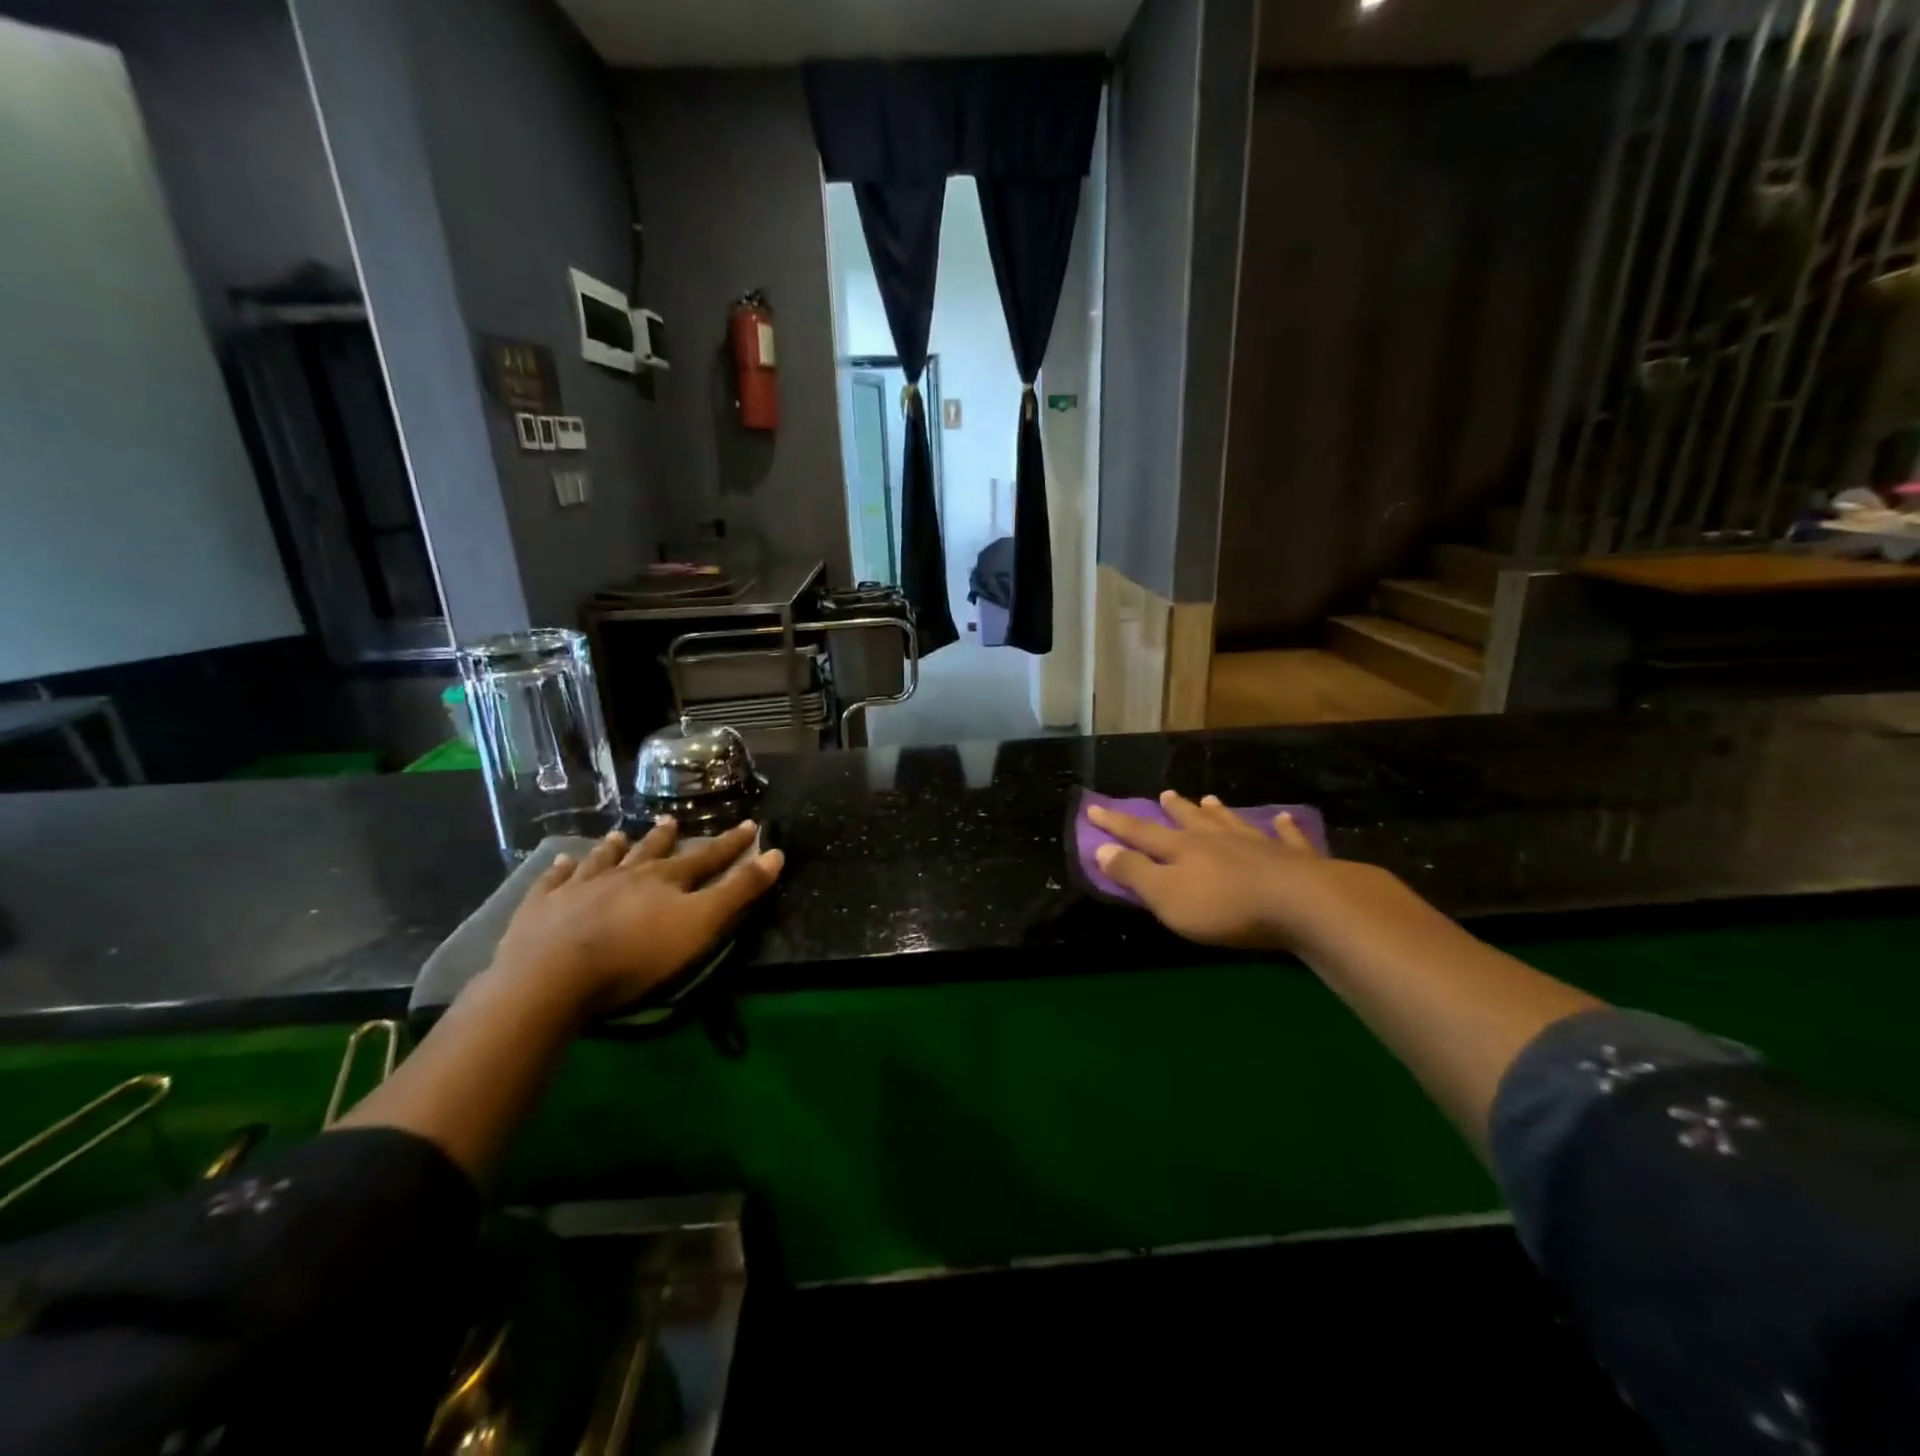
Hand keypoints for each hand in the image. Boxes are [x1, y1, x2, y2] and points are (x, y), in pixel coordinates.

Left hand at [493, 819, 782, 1017]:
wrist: (552, 975)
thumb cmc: (637, 954)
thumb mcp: (701, 924)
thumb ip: (738, 890)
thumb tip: (775, 854)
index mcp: (665, 880)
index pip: (706, 857)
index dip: (731, 843)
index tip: (750, 824)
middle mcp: (624, 875)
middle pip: (650, 852)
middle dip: (664, 838)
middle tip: (671, 821)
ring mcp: (580, 888)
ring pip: (602, 861)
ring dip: (614, 848)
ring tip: (618, 835)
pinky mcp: (542, 907)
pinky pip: (553, 882)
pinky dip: (560, 871)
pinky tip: (561, 863)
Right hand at [1089, 790, 1389, 953]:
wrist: (1301, 904)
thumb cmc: (1224, 907)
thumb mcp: (1166, 896)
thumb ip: (1134, 872)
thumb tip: (1101, 848)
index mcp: (1182, 849)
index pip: (1141, 833)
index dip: (1116, 824)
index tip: (1094, 808)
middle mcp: (1217, 840)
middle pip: (1190, 821)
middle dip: (1174, 810)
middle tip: (1165, 795)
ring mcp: (1257, 846)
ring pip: (1231, 823)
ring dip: (1218, 813)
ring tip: (1210, 800)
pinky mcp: (1294, 860)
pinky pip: (1287, 838)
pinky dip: (1283, 829)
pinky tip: (1283, 820)